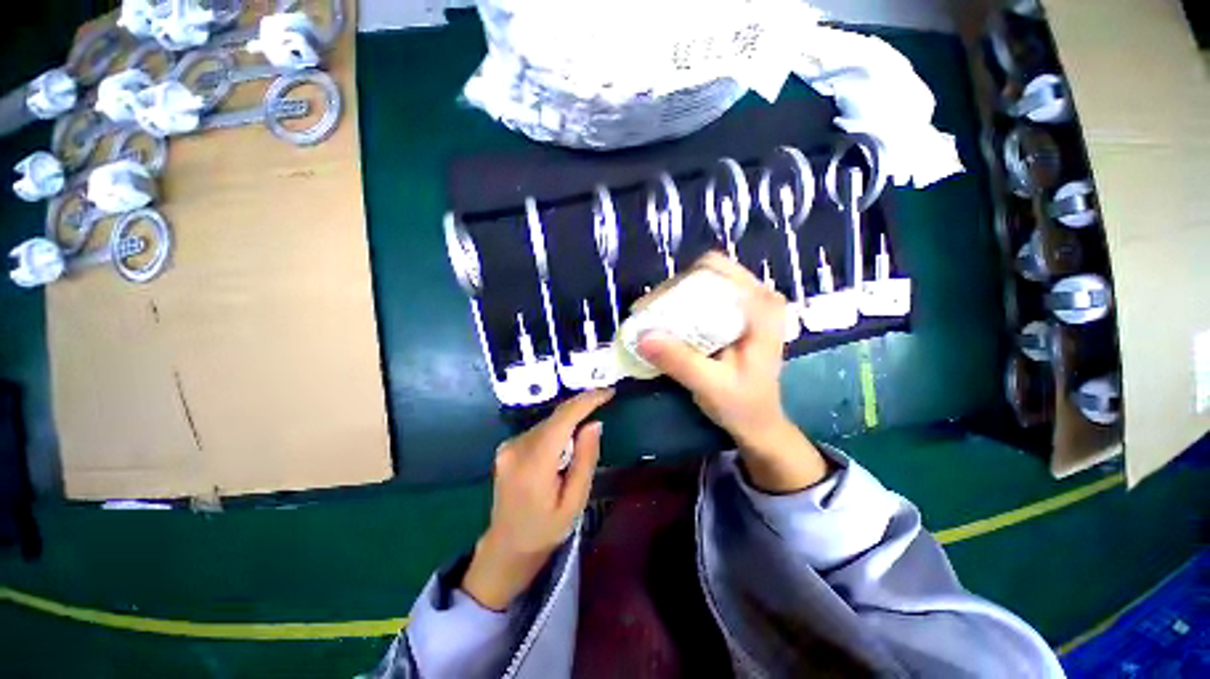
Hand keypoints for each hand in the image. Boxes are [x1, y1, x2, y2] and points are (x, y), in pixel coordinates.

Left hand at [462, 389, 613, 610]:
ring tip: (588, 425)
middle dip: (581, 408)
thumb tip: (594, 423)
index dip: (587, 401)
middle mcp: (517, 448)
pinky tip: (567, 442)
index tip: (608, 392)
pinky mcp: (507, 447)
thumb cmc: (545, 531)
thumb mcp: (574, 502)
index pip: (562, 419)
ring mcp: (508, 446)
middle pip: (555, 417)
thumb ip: (585, 460)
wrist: (506, 547)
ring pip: (548, 421)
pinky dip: (557, 429)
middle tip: (606, 401)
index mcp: (534, 464)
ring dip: (570, 419)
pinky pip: (540, 429)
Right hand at [636, 253, 827, 492]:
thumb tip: (642, 336)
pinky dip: (679, 309)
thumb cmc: (743, 405)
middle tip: (645, 315)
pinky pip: (701, 298)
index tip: (653, 308)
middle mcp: (756, 295)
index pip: (714, 270)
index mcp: (762, 305)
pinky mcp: (734, 314)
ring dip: (672, 300)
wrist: (759, 423)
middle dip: (671, 292)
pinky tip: (664, 326)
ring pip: (700, 284)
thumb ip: (679, 361)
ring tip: (649, 321)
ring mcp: (746, 303)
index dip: (679, 283)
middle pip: (704, 273)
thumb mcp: (711, 386)